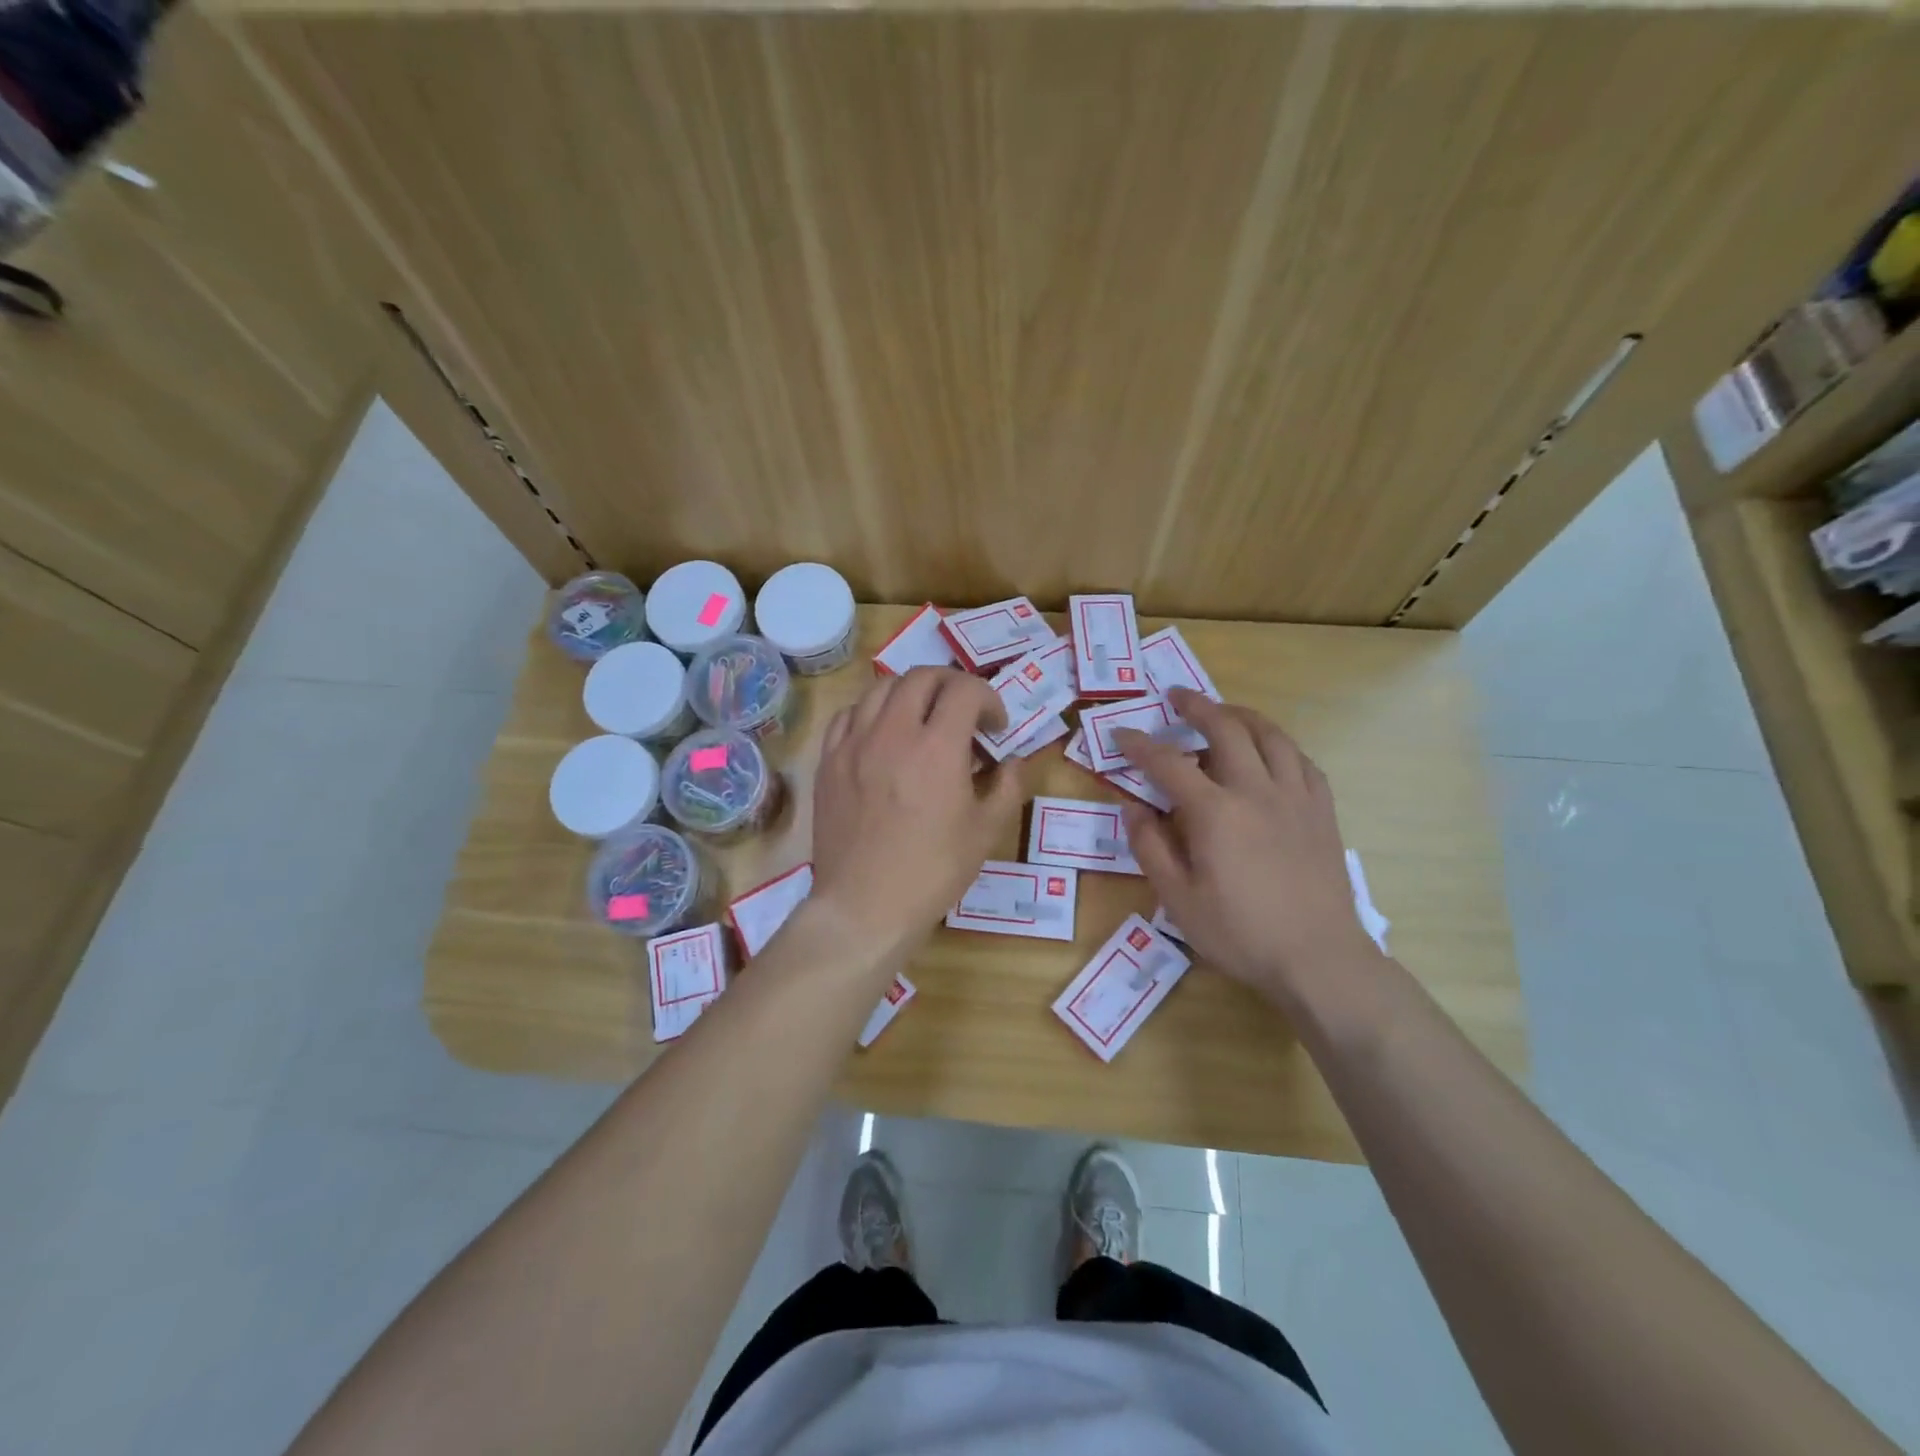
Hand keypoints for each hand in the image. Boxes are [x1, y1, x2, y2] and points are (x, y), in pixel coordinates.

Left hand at [811, 667, 1023, 958]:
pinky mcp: (829, 760)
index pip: (965, 690)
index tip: (995, 725)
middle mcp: (893, 732)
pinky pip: (849, 714)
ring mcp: (854, 743)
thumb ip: (1007, 787)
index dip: (989, 698)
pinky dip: (872, 710)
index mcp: (937, 748)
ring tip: (923, 717)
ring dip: (911, 692)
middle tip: (964, 711)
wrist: (865, 906)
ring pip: (881, 687)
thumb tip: (1013, 761)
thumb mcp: (986, 832)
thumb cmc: (933, 872)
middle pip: (922, 676)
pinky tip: (882, 732)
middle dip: (952, 684)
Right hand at [1114, 688, 1381, 1010]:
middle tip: (1176, 698)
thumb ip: (1150, 848)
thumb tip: (1132, 807)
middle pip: (1226, 729)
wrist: (1319, 958)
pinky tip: (1271, 752)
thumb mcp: (1178, 899)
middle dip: (1197, 707)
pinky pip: (1302, 761)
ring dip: (1242, 715)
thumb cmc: (1240, 933)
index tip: (1121, 735)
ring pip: (1270, 735)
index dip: (1140, 746)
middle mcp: (1256, 791)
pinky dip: (1280, 746)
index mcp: (1215, 812)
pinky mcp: (1322, 811)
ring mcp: (1295, 797)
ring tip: (1224, 711)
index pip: (1168, 764)